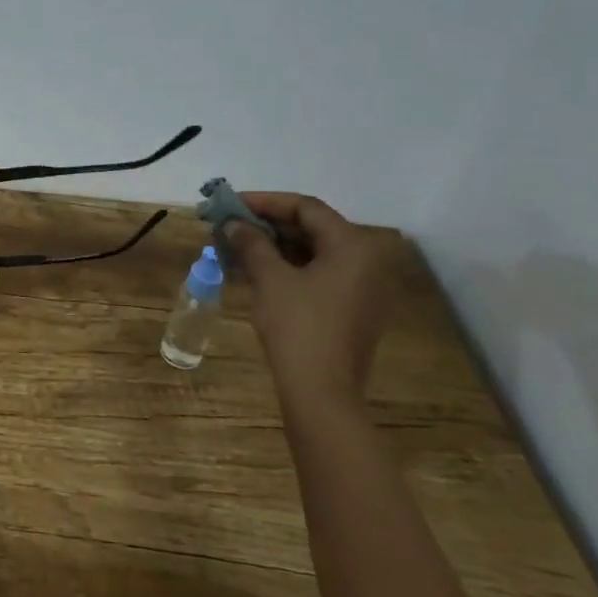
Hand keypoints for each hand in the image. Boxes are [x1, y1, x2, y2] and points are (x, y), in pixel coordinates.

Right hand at [220, 193, 395, 408]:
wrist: (322, 393)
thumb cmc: (298, 327)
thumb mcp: (270, 279)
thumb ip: (252, 243)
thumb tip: (234, 223)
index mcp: (353, 247)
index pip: (306, 208)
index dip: (265, 202)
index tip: (231, 204)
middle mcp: (366, 262)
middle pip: (313, 229)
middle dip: (268, 225)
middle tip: (231, 224)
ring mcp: (363, 289)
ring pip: (314, 253)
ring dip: (275, 247)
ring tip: (237, 246)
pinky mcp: (353, 310)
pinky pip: (319, 275)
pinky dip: (288, 268)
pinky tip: (255, 271)